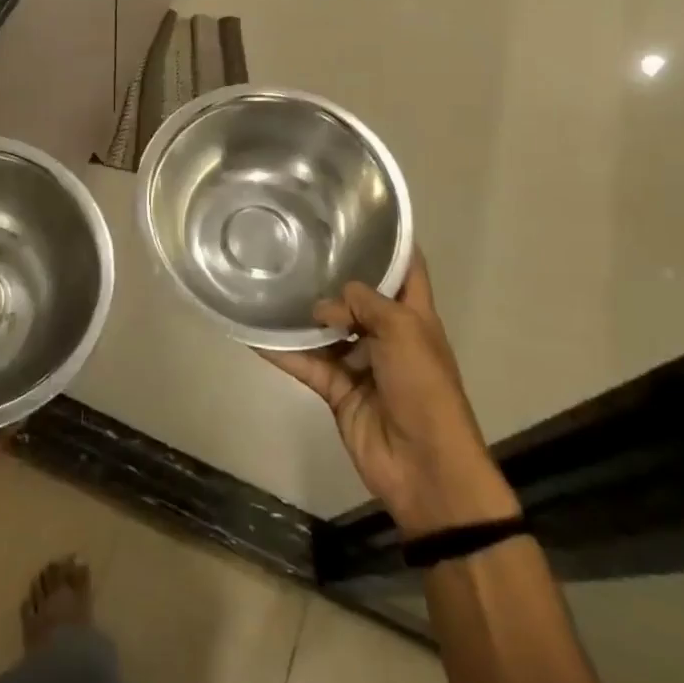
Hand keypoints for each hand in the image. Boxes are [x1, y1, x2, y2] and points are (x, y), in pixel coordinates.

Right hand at [261, 253, 518, 536]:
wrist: (425, 466)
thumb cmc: (424, 387)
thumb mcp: (403, 331)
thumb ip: (365, 305)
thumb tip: (326, 304)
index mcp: (415, 316)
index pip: (407, 269)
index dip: (391, 243)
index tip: (361, 216)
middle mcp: (388, 335)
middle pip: (360, 299)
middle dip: (335, 277)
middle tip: (300, 246)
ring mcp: (362, 364)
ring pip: (329, 331)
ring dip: (305, 315)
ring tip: (274, 283)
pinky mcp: (339, 392)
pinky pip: (309, 365)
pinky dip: (285, 353)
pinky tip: (257, 335)